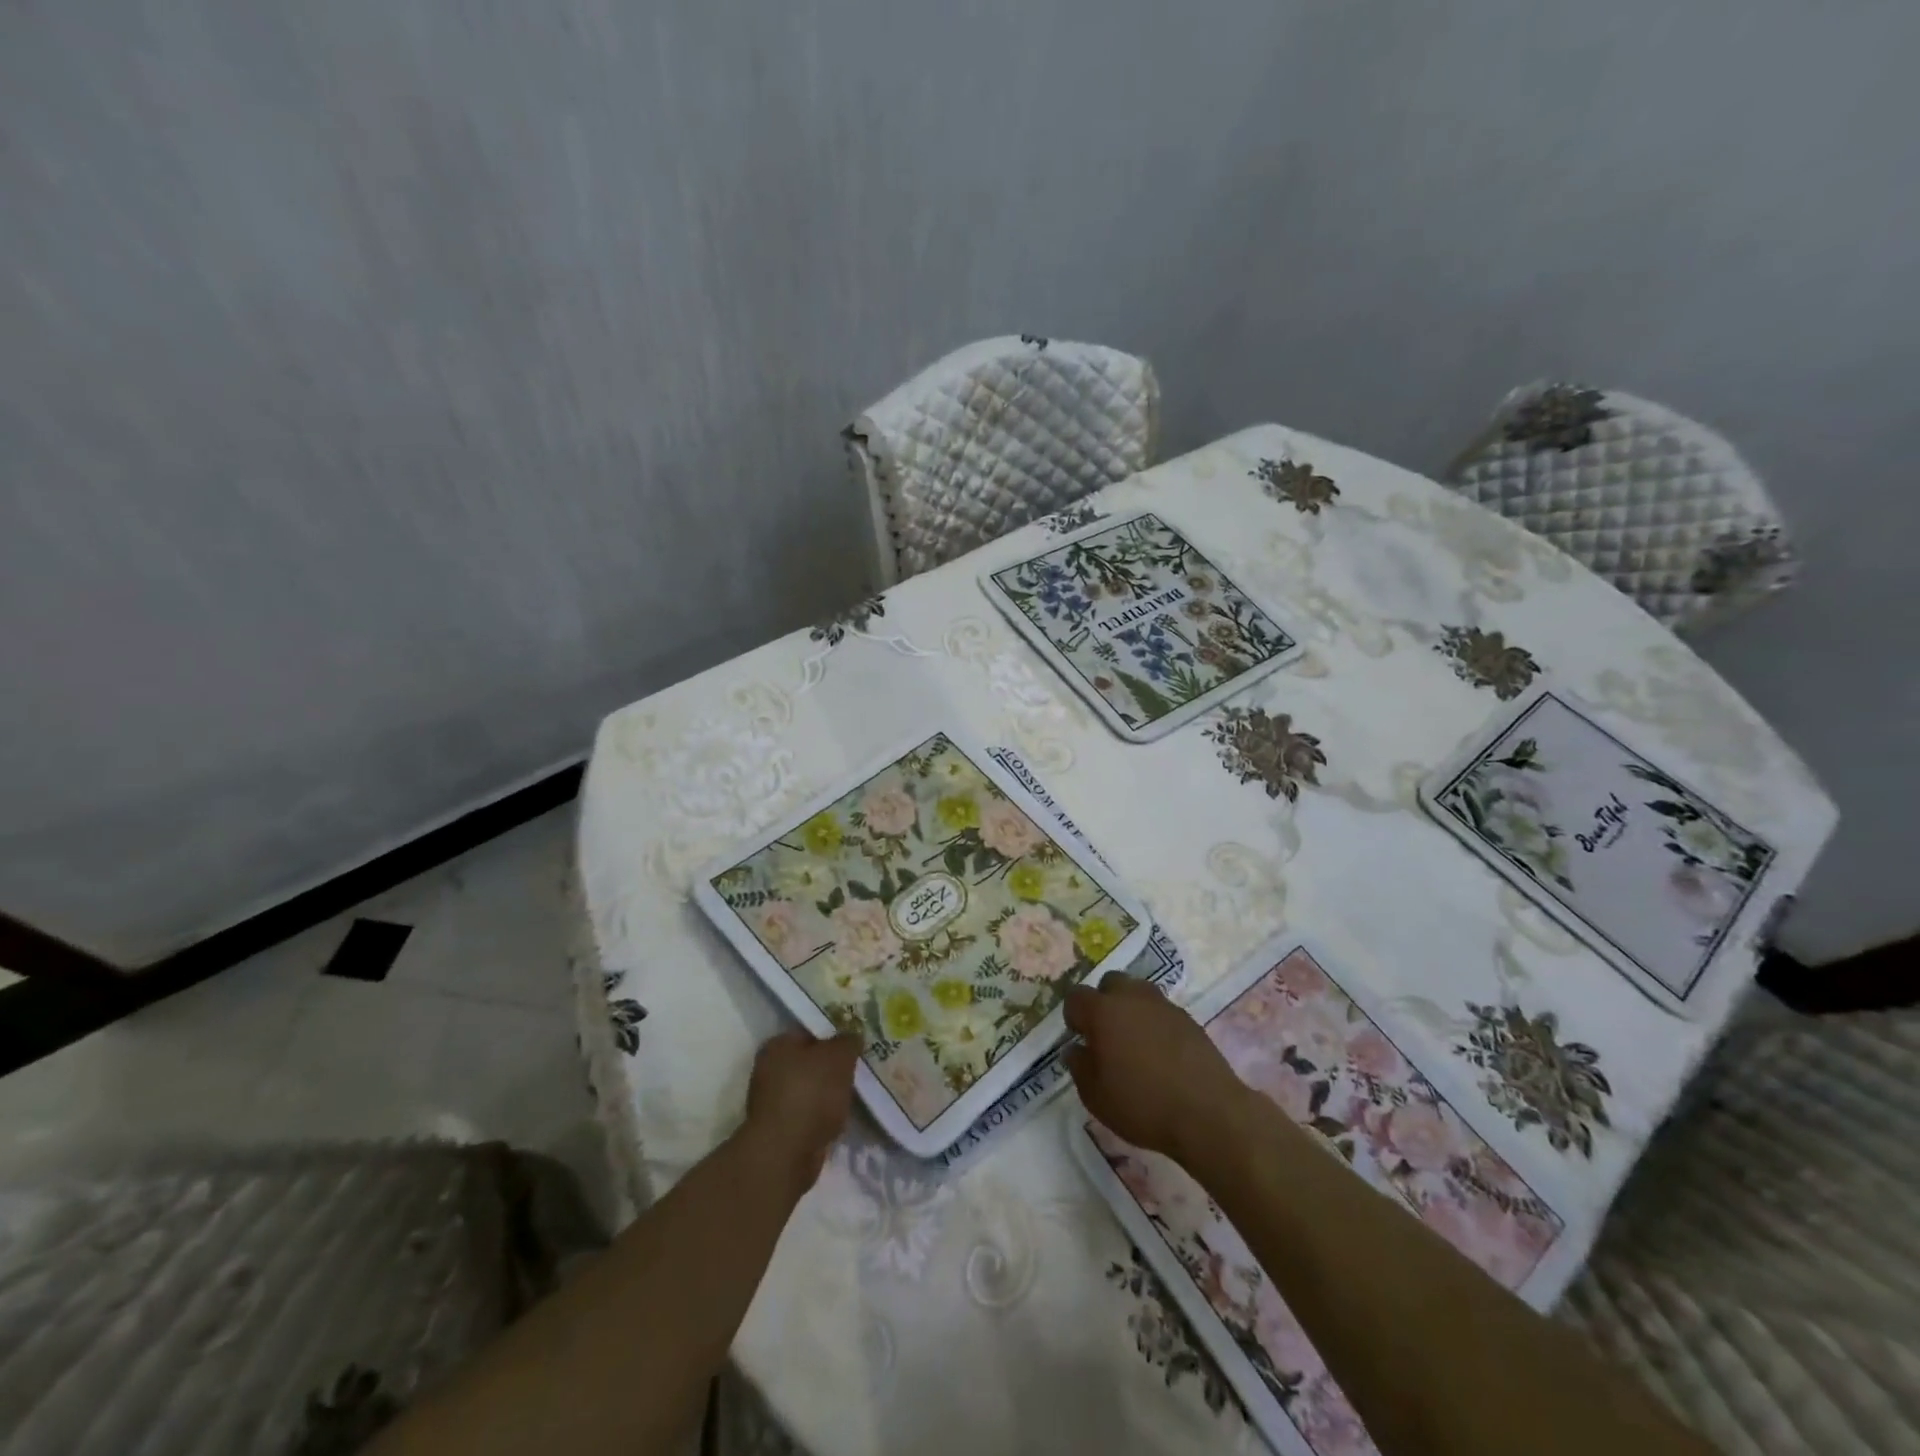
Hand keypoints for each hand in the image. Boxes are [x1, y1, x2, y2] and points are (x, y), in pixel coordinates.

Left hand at [741, 1029, 860, 1192]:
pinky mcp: (781, 1129)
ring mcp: (773, 1101)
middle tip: (860, 1066)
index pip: (811, 1031)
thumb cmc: (811, 1094)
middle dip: (834, 1065)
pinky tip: (842, 1117)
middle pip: (811, 1061)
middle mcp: (770, 1069)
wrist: (786, 1153)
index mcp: (778, 1045)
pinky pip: (810, 1113)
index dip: (835, 1034)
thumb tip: (852, 1036)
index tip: (857, 1042)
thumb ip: (848, 1041)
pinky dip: (824, 1115)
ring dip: (830, 1092)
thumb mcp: (839, 1057)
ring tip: (855, 1093)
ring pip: (811, 1089)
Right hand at [1064, 976, 1247, 1164]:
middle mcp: (1132, 997)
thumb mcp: (1095, 1096)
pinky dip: (1155, 1024)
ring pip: (1138, 992)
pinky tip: (1161, 1054)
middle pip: (1110, 983)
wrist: (1208, 1113)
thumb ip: (1079, 1066)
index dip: (1074, 1016)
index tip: (1081, 1039)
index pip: (1076, 996)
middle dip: (1104, 1002)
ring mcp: (1164, 1005)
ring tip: (1135, 1042)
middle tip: (1107, 1035)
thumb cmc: (1142, 1105)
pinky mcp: (1188, 1019)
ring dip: (1131, 1009)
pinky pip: (1162, 1011)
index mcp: (1103, 1011)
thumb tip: (1077, 1048)